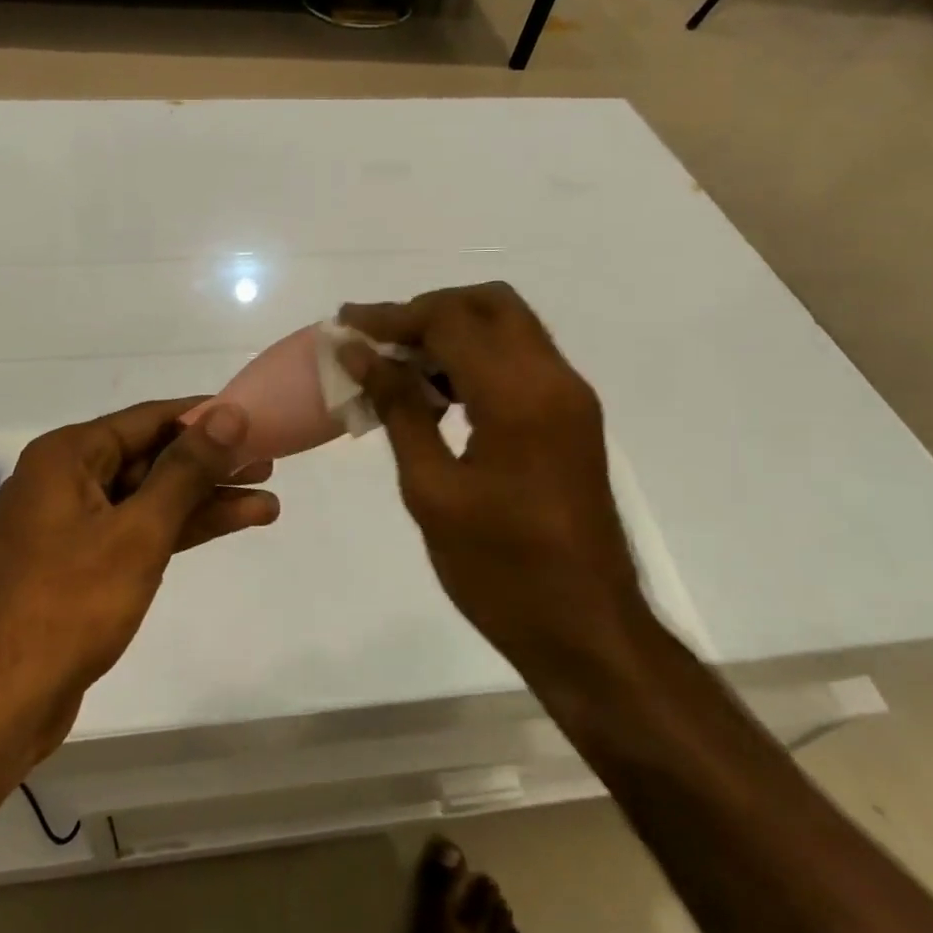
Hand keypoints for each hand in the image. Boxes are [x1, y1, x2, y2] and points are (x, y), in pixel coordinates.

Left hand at [0, 399, 278, 761]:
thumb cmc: (67, 605)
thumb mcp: (138, 531)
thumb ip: (186, 470)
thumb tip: (228, 413)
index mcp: (68, 456)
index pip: (149, 418)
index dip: (205, 417)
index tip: (255, 418)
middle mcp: (66, 480)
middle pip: (151, 458)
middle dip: (211, 464)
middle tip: (269, 463)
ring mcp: (71, 525)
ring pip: (149, 499)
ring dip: (204, 502)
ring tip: (267, 503)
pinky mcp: (80, 565)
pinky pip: (137, 532)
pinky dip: (180, 531)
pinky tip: (227, 527)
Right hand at [338, 283, 645, 679]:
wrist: (586, 629)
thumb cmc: (499, 570)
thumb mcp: (432, 491)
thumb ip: (398, 410)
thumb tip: (360, 353)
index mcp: (519, 396)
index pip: (450, 320)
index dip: (393, 317)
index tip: (346, 325)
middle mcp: (555, 380)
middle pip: (490, 303)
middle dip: (428, 310)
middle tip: (379, 339)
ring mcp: (571, 398)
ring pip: (509, 327)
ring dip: (454, 330)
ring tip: (399, 364)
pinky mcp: (573, 418)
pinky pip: (522, 360)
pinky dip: (478, 357)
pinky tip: (438, 393)